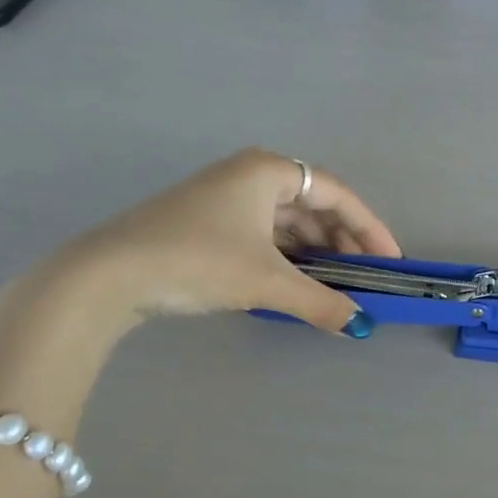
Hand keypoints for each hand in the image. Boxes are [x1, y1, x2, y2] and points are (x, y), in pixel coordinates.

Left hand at [47, 148, 401, 335]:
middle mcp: (249, 175)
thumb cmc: (197, 261)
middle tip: (365, 276)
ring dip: (315, 251)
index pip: (337, 195)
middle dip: (343, 242)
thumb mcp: (266, 282)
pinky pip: (264, 233)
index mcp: (268, 171)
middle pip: (313, 205)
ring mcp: (224, 197)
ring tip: (335, 283)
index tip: (390, 261)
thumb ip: (320, 302)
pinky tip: (295, 281)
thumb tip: (361, 326)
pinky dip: (286, 256)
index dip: (369, 228)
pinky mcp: (206, 222)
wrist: (107, 275)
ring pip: (287, 221)